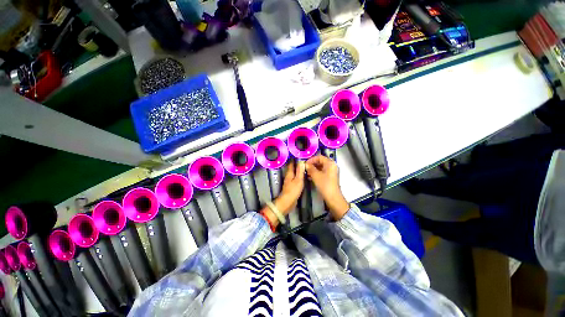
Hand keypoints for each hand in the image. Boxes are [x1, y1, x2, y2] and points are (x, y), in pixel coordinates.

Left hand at [275, 160, 304, 214]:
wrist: (288, 202)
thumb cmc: (293, 190)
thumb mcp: (298, 180)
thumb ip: (300, 171)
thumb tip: (301, 161)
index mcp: (289, 173)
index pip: (291, 164)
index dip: (294, 159)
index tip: (299, 155)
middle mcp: (288, 176)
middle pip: (292, 168)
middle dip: (296, 164)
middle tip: (304, 160)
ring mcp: (289, 181)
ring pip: (294, 173)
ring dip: (298, 170)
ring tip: (304, 167)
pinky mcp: (291, 186)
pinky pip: (295, 178)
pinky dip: (298, 176)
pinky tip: (303, 176)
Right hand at [306, 155, 349, 219]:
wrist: (333, 197)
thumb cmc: (325, 185)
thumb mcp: (316, 175)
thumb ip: (310, 168)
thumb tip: (305, 164)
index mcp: (330, 163)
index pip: (319, 157)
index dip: (311, 159)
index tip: (305, 163)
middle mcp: (332, 166)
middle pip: (320, 161)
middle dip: (312, 164)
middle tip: (305, 168)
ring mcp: (331, 171)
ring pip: (321, 167)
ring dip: (313, 169)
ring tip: (306, 172)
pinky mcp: (330, 177)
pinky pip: (322, 172)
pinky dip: (316, 173)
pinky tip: (310, 176)